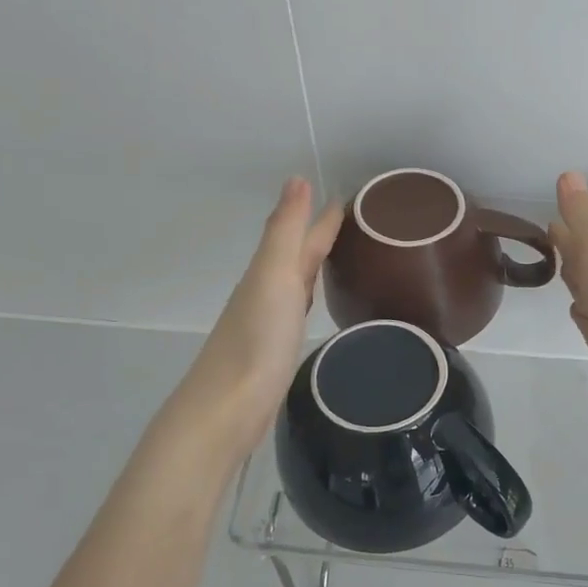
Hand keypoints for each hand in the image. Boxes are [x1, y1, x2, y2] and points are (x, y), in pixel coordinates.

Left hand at [179, 177, 342, 451]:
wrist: (228, 408)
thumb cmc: (256, 339)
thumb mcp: (274, 276)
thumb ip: (286, 230)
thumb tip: (297, 178)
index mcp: (269, 271)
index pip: (303, 234)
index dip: (325, 215)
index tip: (354, 196)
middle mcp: (267, 291)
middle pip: (298, 256)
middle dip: (322, 235)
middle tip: (359, 221)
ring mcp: (270, 322)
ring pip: (298, 282)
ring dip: (316, 265)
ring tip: (343, 254)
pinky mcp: (276, 351)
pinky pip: (299, 310)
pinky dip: (310, 297)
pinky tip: (316, 304)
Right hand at [550, 172, 587, 422]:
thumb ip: (584, 217)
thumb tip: (568, 174)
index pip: (583, 234)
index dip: (567, 225)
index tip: (547, 217)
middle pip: (586, 260)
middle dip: (569, 250)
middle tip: (548, 240)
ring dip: (576, 281)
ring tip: (559, 272)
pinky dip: (584, 316)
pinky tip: (580, 316)